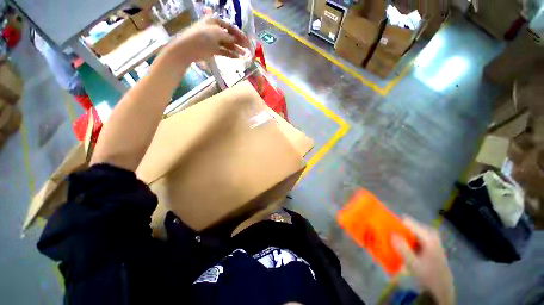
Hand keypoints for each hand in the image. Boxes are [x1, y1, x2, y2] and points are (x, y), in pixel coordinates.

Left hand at [162, 18, 249, 64]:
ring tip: (245, 56)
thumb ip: (229, 37)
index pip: (230, 27)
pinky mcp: (213, 50)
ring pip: (228, 45)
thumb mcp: (217, 33)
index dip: (239, 34)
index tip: (247, 41)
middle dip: (239, 43)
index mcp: (215, 22)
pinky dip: (231, 54)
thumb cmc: (202, 36)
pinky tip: (237, 58)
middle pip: (230, 36)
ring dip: (237, 50)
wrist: (189, 48)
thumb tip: (237, 40)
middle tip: (248, 49)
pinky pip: (224, 52)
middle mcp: (215, 30)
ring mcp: (214, 41)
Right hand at [392, 217, 454, 304]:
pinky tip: (403, 249)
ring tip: (395, 245)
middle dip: (398, 231)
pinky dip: (406, 240)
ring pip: (410, 231)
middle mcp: (430, 232)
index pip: (406, 221)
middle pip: (408, 225)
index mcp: (428, 235)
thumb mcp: (413, 264)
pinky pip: (413, 235)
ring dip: (401, 236)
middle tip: (389, 240)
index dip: (395, 225)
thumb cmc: (429, 275)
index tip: (386, 231)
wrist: (442, 287)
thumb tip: (390, 233)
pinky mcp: (429, 241)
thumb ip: (402, 248)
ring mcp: (430, 236)